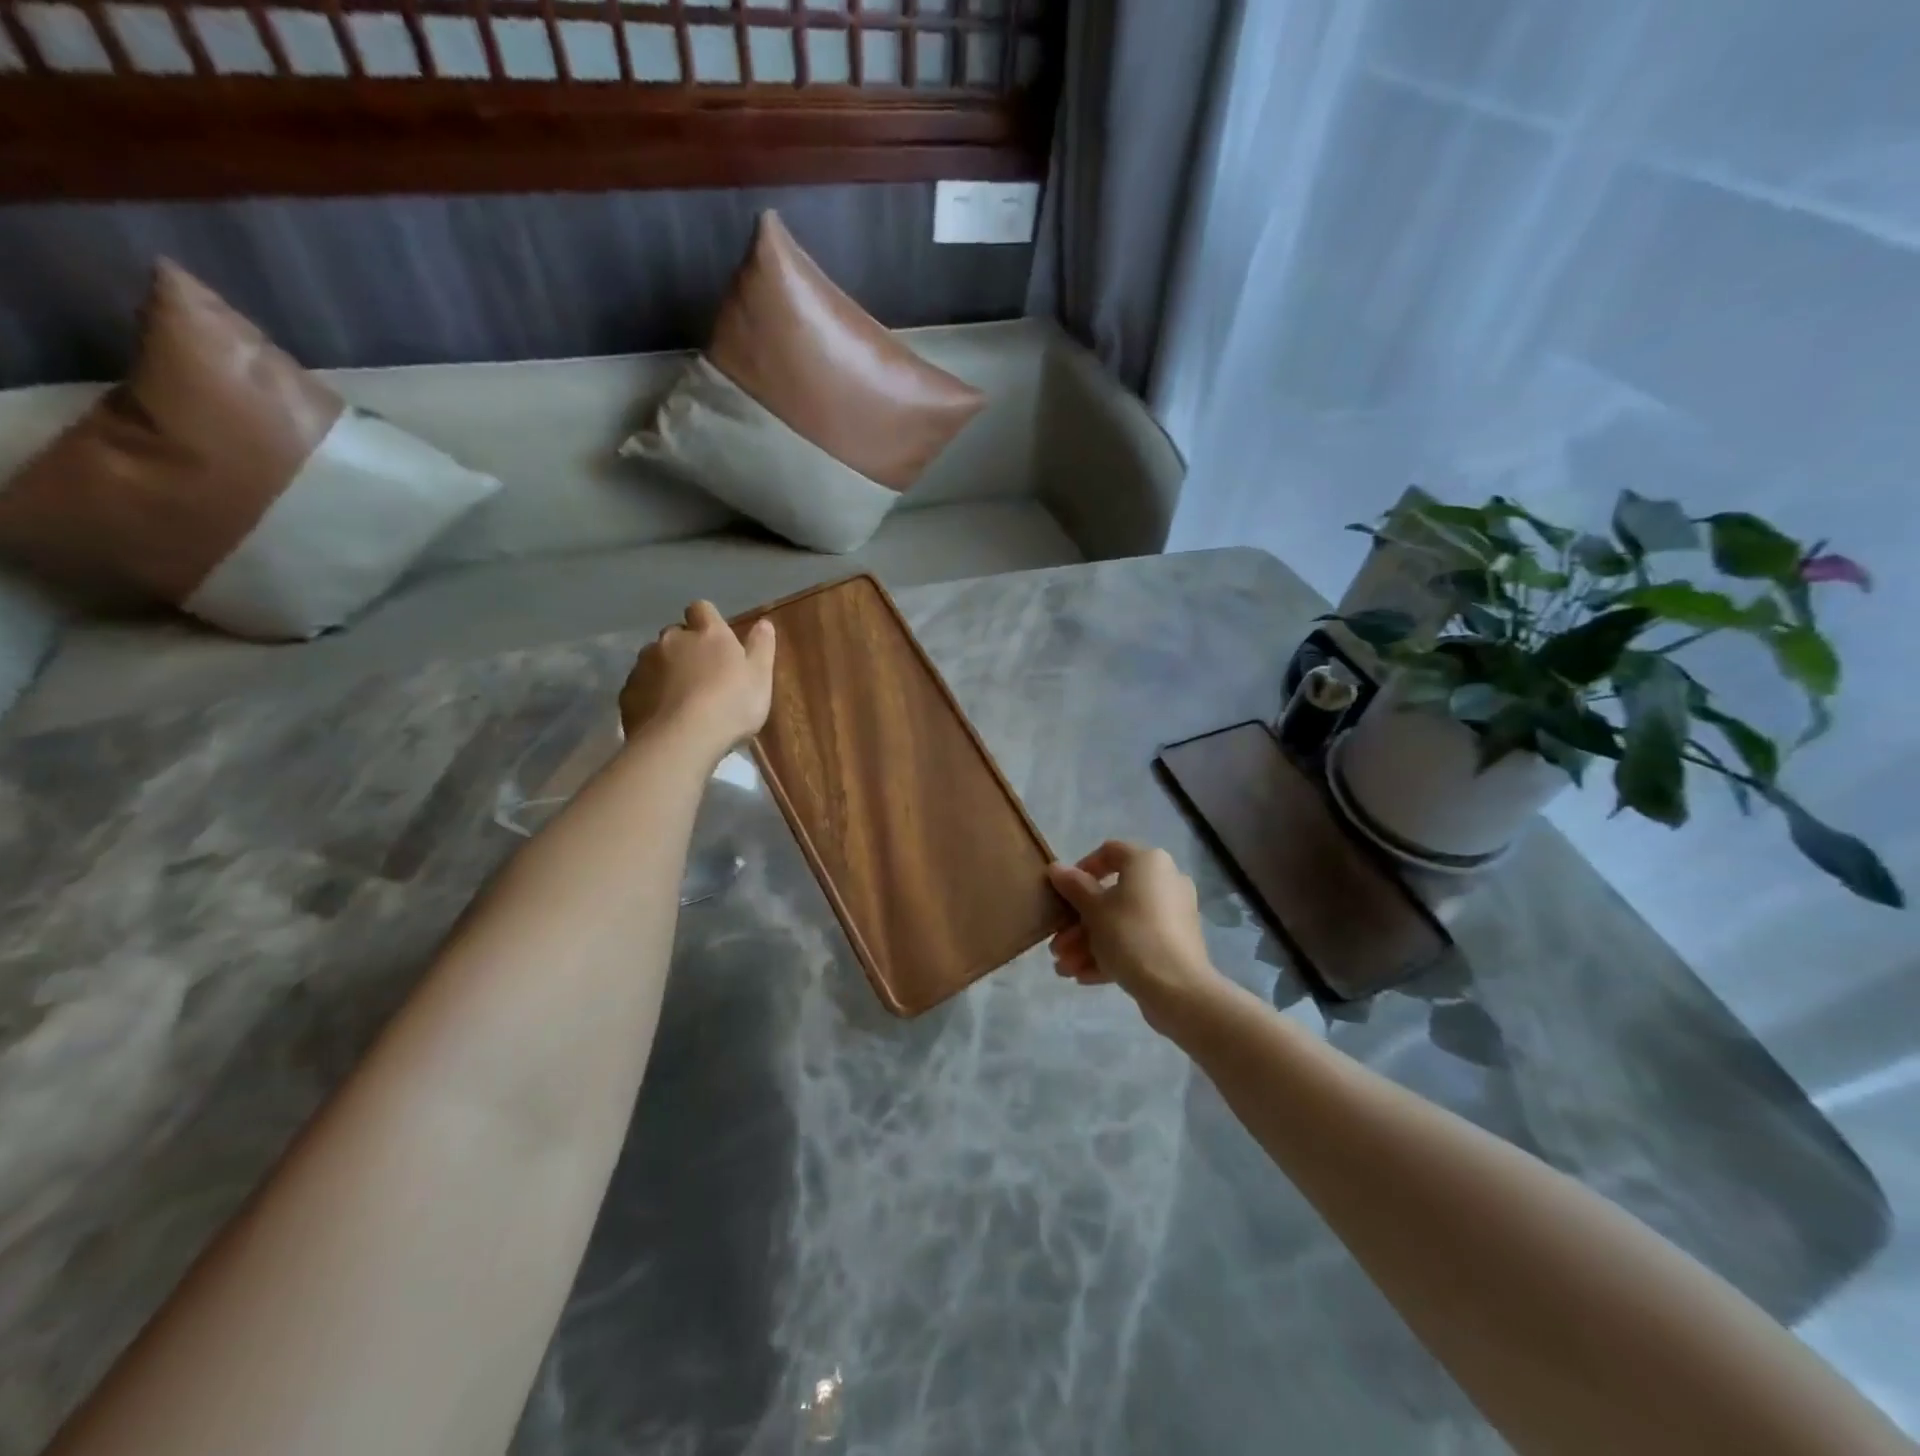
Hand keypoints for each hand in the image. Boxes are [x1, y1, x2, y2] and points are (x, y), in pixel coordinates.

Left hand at [618, 601, 775, 753]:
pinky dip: (649, 694)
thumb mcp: (760, 677)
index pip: (701, 609)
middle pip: (675, 634)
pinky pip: (639, 686)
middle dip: (684, 647)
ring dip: (665, 670)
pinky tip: (662, 715)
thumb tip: (763, 623)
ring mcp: (644, 664)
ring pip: (653, 659)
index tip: (715, 640)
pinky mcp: (627, 691)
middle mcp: (672, 640)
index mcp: (708, 633)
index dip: (707, 621)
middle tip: (700, 674)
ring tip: (678, 698)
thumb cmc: (731, 705)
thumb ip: (761, 647)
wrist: (681, 739)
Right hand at [1047, 842, 1220, 1029]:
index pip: (1110, 852)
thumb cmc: (1130, 935)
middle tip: (1057, 945)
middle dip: (1079, 923)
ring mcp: (1173, 915)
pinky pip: (1137, 941)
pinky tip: (1083, 977)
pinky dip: (1111, 955)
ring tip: (1064, 969)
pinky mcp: (1175, 945)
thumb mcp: (1094, 909)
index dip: (1082, 868)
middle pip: (1112, 895)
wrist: (1178, 989)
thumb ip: (1073, 886)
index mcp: (1148, 863)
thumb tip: (1056, 868)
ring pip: (1122, 923)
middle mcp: (1165, 882)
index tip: (1063, 892)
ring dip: (1089, 944)